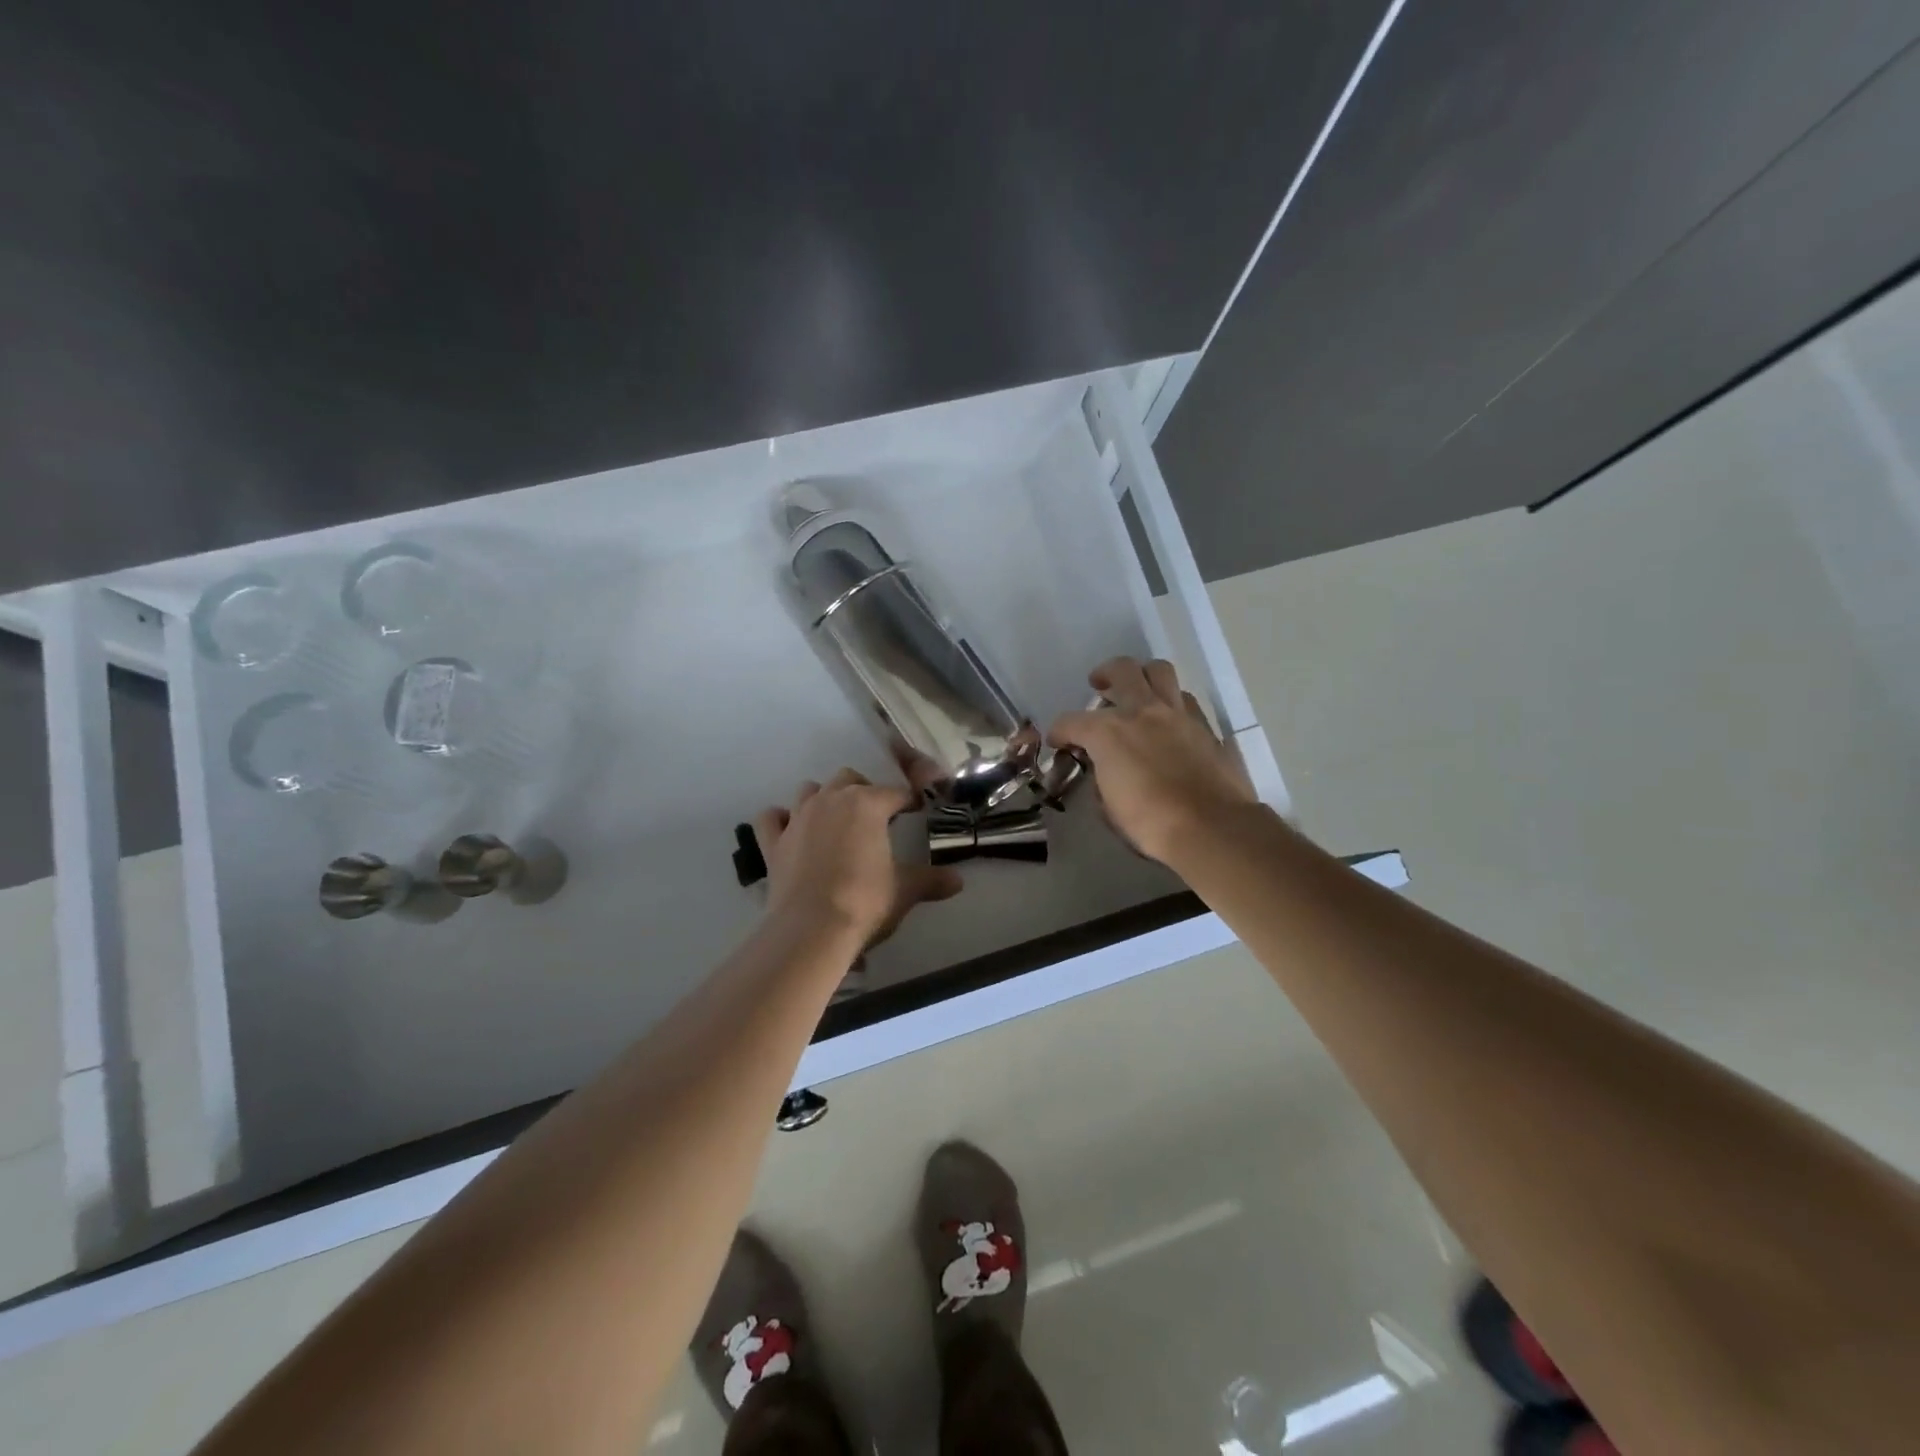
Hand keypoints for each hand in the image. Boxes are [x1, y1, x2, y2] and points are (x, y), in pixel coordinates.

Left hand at [753, 769, 962, 946]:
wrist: (811, 929)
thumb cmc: (865, 901)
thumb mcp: (905, 890)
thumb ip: (931, 881)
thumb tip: (958, 881)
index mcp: (867, 804)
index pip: (895, 792)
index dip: (908, 800)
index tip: (916, 810)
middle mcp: (831, 800)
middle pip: (849, 779)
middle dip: (863, 792)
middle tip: (875, 817)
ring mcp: (798, 818)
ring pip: (810, 790)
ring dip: (824, 799)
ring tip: (835, 822)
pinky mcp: (773, 841)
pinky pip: (772, 818)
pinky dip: (781, 820)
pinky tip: (790, 831)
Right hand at [1048, 657, 1257, 864]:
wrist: (1211, 828)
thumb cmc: (1151, 822)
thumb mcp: (1108, 807)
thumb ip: (1101, 779)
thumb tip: (1104, 770)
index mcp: (1109, 732)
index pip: (1071, 721)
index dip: (1059, 732)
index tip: (1059, 742)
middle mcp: (1142, 711)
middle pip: (1121, 670)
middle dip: (1105, 674)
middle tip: (1099, 686)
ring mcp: (1178, 715)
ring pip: (1160, 671)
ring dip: (1143, 676)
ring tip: (1138, 693)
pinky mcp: (1205, 727)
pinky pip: (1185, 700)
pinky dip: (1171, 703)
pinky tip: (1168, 722)